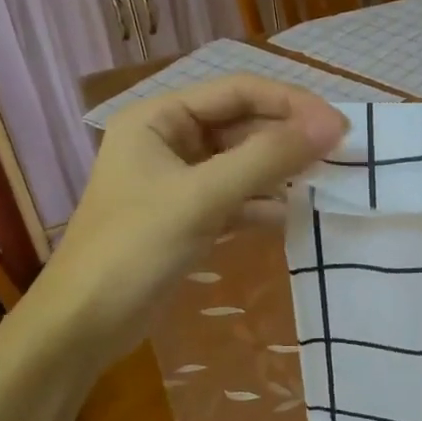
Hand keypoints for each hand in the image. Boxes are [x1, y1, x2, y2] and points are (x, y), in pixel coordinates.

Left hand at [34, 76, 347, 333]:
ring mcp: (179, 179)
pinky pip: (236, 195)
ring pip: (243, 161)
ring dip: (280, 169)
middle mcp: (169, 139)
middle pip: (242, 124)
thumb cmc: (133, 249)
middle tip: (339, 153)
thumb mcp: (202, 198)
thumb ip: (267, 158)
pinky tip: (291, 215)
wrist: (81, 329)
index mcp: (159, 118)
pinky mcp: (188, 215)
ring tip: (325, 180)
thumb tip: (332, 126)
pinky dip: (262, 202)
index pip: (238, 91)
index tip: (337, 125)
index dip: (290, 103)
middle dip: (288, 137)